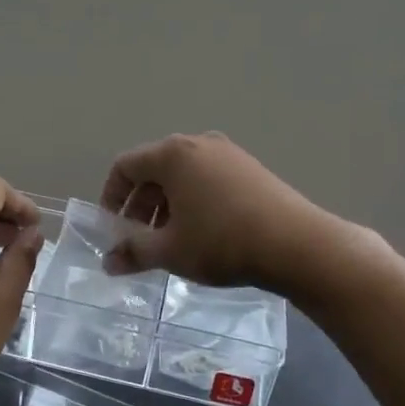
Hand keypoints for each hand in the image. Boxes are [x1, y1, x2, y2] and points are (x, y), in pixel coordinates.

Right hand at [99, 132, 339, 291]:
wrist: (296, 244)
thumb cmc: (221, 242)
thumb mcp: (170, 251)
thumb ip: (133, 252)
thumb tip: (108, 262)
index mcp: (173, 154)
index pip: (125, 166)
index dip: (111, 198)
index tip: (113, 230)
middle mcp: (199, 143)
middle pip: (154, 169)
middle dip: (140, 206)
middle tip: (139, 241)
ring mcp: (229, 153)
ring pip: (183, 176)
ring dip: (166, 206)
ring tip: (171, 241)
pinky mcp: (251, 168)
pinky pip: (208, 179)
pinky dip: (193, 202)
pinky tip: (203, 234)